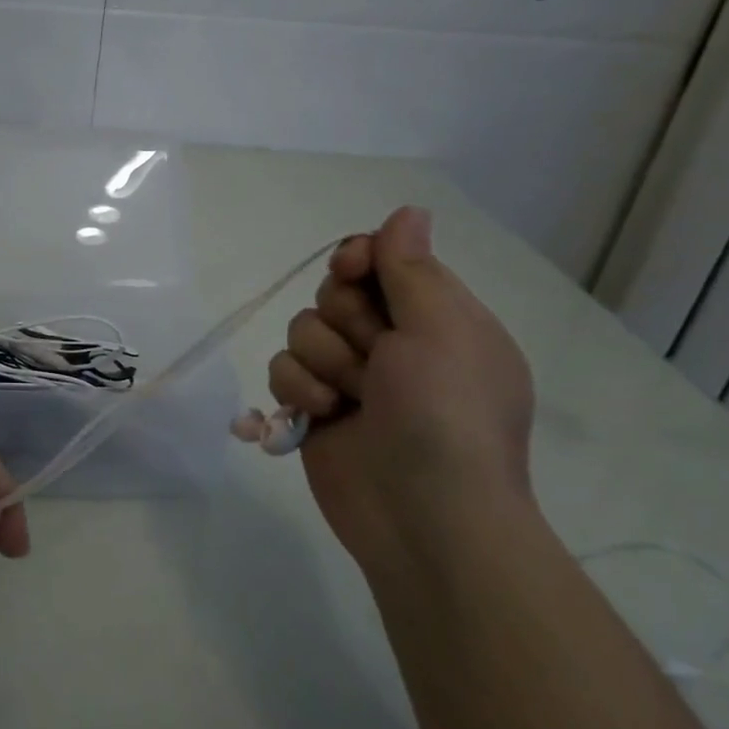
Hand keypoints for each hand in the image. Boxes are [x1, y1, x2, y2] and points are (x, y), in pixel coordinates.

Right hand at [267, 206, 534, 572]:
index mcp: (437, 318)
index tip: (351, 271)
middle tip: (374, 356)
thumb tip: (408, 211)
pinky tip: (323, 415)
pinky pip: (283, 369)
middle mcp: (393, 343)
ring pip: (302, 330)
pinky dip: (298, 389)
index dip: (359, 259)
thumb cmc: (445, 416)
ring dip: (322, 360)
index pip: (383, 259)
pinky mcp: (316, 408)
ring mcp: (352, 377)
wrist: (423, 518)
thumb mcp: (441, 331)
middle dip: (344, 321)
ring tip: (351, 398)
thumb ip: (412, 269)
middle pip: (334, 293)